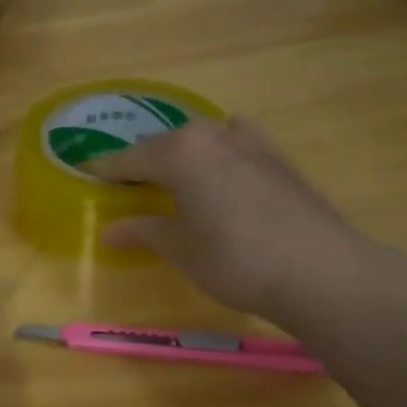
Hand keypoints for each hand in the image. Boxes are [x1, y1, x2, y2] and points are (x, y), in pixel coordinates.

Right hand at [85, 118, 394, 327]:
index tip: (83, 175)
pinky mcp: (279, 160)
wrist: (322, 271)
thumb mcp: (179, 248)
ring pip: (203, 139)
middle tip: (126, 185)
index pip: (128, 158)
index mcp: (180, 152)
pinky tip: (217, 181)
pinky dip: (216, 158)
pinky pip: (233, 147)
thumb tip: (109, 230)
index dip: (104, 171)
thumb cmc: (234, 258)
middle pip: (166, 143)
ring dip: (183, 154)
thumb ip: (143, 231)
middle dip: (144, 161)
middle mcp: (213, 135)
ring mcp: (252, 143)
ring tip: (172, 179)